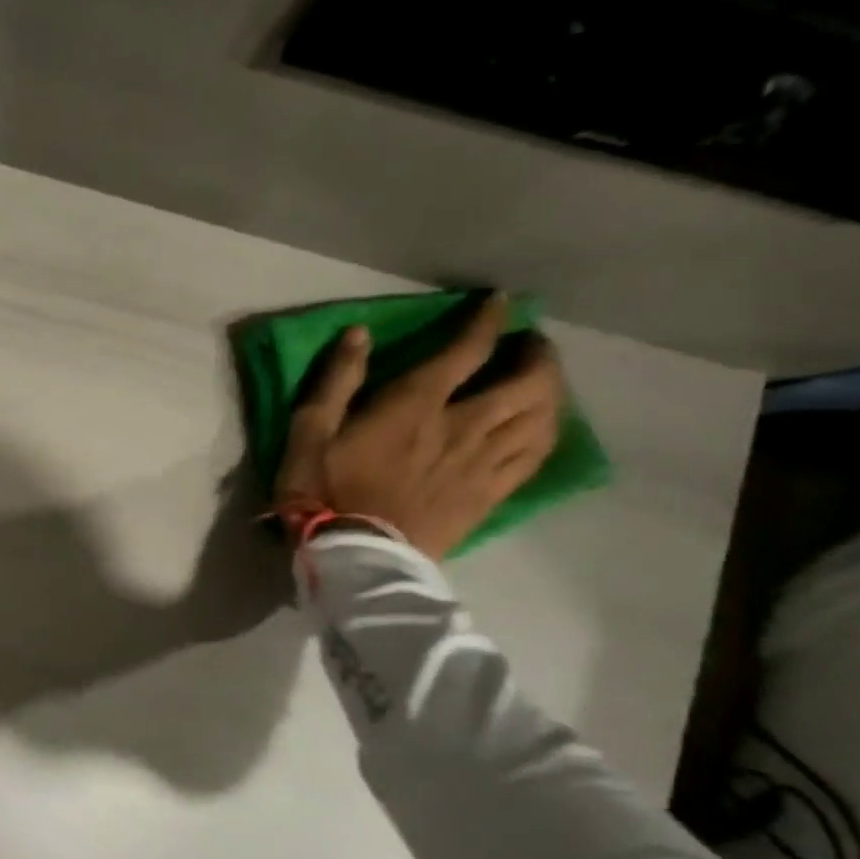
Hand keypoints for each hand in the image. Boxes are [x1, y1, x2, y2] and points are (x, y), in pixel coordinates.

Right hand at [274, 293, 563, 559]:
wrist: (355, 556)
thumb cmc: (323, 492)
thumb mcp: (309, 433)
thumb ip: (336, 382)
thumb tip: (360, 333)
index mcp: (415, 408)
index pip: (466, 352)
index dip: (488, 321)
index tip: (501, 303)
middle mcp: (462, 428)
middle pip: (526, 383)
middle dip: (536, 355)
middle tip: (529, 345)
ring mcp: (482, 464)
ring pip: (541, 417)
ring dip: (550, 391)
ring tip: (542, 382)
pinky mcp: (489, 495)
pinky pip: (535, 456)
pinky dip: (546, 432)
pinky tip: (541, 427)